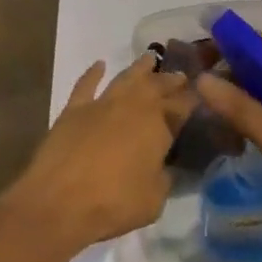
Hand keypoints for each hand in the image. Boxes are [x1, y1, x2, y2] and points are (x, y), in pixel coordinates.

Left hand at [3, 59, 191, 255]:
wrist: (59, 201)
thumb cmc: (114, 203)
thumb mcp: (154, 200)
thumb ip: (164, 178)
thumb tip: (165, 167)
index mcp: (158, 125)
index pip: (182, 105)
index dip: (193, 98)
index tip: (202, 92)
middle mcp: (133, 105)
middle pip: (157, 85)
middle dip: (171, 80)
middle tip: (180, 75)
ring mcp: (102, 103)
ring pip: (126, 77)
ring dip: (140, 67)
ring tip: (149, 59)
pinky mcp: (74, 108)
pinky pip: (86, 84)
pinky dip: (93, 73)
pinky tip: (99, 65)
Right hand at [195, 37, 261, 224]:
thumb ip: (242, 110)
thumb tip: (201, 79)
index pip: (250, 39)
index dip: (218, 48)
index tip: (190, 68)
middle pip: (258, 54)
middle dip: (227, 72)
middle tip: (199, 100)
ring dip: (242, 90)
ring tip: (219, 119)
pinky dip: (260, 102)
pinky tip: (248, 129)